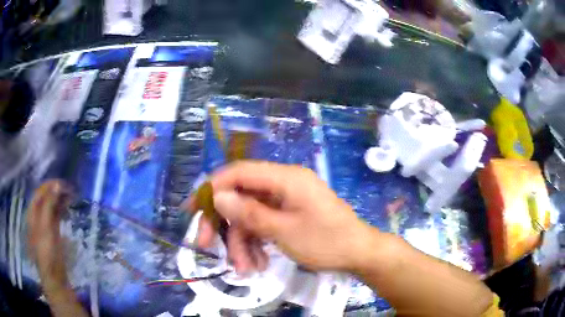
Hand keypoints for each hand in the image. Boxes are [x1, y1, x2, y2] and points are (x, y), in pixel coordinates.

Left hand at [27, 180, 72, 293]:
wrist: (54, 275)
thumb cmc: (46, 251)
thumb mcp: (45, 227)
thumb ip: (49, 205)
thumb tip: (57, 185)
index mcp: (32, 212)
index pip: (39, 192)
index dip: (49, 185)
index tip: (62, 183)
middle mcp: (38, 215)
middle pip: (45, 197)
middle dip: (56, 191)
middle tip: (69, 189)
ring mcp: (45, 223)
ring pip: (52, 205)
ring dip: (60, 199)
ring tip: (71, 195)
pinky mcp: (53, 231)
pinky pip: (56, 214)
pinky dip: (62, 208)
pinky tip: (68, 205)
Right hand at [184, 161, 371, 272]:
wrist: (358, 253)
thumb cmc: (326, 241)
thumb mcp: (284, 231)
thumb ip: (249, 213)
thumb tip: (218, 196)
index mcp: (285, 178)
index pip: (239, 173)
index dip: (212, 188)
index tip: (193, 209)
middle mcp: (283, 184)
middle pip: (241, 197)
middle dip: (224, 224)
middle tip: (206, 245)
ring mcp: (285, 200)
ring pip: (250, 216)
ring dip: (242, 242)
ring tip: (245, 268)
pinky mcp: (288, 214)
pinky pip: (263, 224)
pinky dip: (256, 243)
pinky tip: (258, 264)